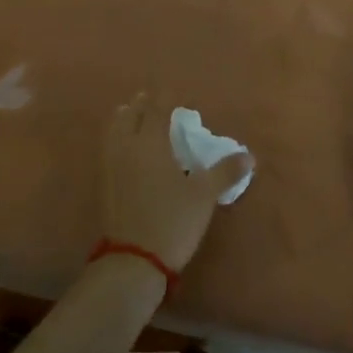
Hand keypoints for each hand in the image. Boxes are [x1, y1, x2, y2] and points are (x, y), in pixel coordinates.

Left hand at [99, 93, 249, 273]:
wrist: (133, 261)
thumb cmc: (172, 221)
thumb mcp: (204, 196)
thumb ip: (225, 172)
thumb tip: (249, 155)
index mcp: (149, 143)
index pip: (156, 110)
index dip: (164, 98)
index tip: (173, 91)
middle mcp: (126, 147)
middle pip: (130, 116)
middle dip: (142, 105)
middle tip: (152, 99)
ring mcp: (110, 166)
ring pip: (114, 130)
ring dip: (125, 119)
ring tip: (134, 115)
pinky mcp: (104, 184)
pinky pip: (109, 148)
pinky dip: (117, 138)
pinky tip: (126, 148)